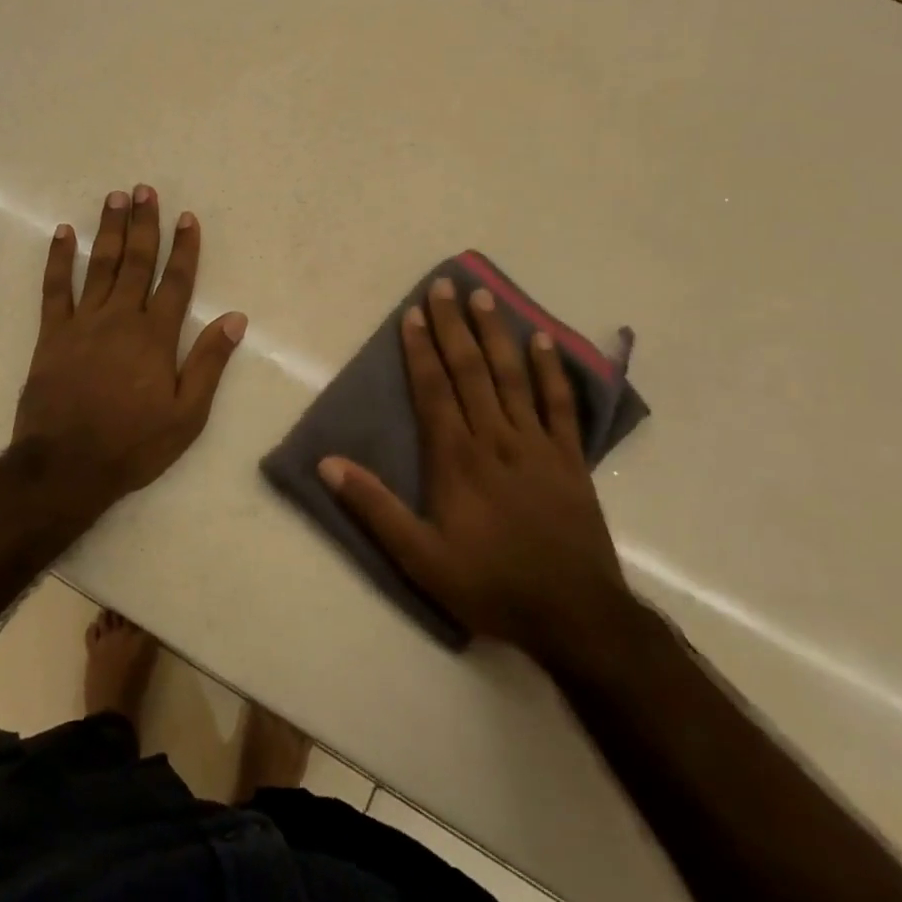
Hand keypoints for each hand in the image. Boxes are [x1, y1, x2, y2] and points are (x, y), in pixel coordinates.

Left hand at [14, 186, 247, 505]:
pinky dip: (58, 259)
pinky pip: (54, 288)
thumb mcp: (187, 415)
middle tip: (144, 190)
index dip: (184, 248)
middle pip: (136, 262)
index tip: (187, 217)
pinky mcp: (51, 335)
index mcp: (155, 336)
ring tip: (114, 198)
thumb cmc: (133, 444)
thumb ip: (209, 362)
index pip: (176, 281)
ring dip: (108, 230)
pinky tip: (62, 233)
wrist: (66, 466)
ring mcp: (83, 323)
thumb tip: (235, 318)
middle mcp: (120, 319)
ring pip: (99, 266)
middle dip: (143, 224)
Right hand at [317, 277, 632, 664]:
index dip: (420, 350)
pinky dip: (553, 371)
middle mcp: (496, 438)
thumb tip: (326, 463)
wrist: (575, 616)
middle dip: (454, 326)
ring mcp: (537, 445)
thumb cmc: (490, 584)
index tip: (413, 314)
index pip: (434, 390)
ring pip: (513, 377)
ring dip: (497, 335)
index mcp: (457, 458)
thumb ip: (374, 507)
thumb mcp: (419, 557)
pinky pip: (561, 405)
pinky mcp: (570, 459)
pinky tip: (545, 342)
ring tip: (486, 298)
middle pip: (471, 371)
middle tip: (446, 285)